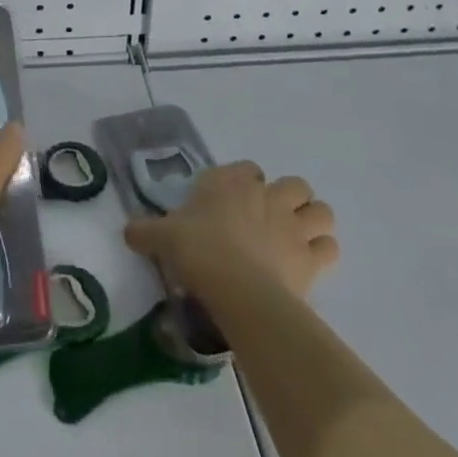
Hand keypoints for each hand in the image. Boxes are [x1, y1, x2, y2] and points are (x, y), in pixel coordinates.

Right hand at [124, 162, 337, 302]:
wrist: (236, 287)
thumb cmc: (198, 250)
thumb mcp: (163, 237)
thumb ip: (146, 231)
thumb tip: (127, 232)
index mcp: (232, 182)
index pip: (247, 169)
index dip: (244, 183)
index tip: (232, 202)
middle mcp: (267, 196)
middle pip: (295, 185)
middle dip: (289, 198)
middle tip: (271, 221)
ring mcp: (294, 225)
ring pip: (322, 211)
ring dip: (314, 222)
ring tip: (298, 239)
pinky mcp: (312, 258)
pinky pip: (330, 248)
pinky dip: (323, 252)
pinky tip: (308, 265)